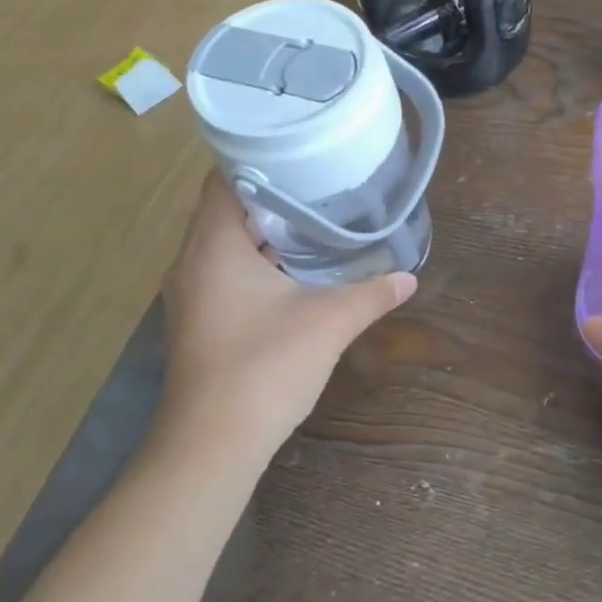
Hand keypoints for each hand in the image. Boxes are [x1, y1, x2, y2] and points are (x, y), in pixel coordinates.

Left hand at [157, 170, 416, 466]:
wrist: (213, 445)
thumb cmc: (266, 366)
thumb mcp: (329, 322)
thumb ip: (372, 294)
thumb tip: (409, 278)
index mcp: (214, 245)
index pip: (224, 178)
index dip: (261, 160)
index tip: (304, 156)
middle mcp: (192, 261)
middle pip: (227, 208)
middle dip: (274, 197)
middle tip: (322, 187)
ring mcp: (191, 293)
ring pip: (227, 243)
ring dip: (266, 232)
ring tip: (316, 222)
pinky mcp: (199, 319)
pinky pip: (225, 271)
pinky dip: (257, 262)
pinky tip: (296, 271)